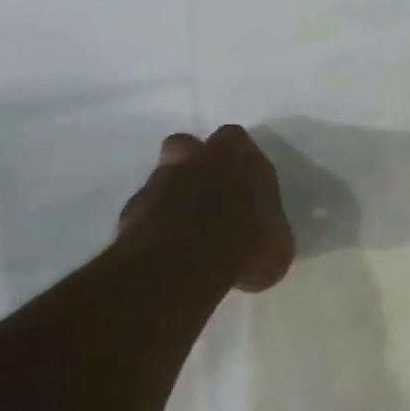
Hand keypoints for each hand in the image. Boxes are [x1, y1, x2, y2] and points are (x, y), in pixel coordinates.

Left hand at [117, 126, 294, 291]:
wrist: (183, 268)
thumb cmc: (245, 250)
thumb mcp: (277, 247)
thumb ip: (266, 226)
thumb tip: (261, 234)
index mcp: (242, 158)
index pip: (238, 142)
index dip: (239, 161)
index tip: (244, 186)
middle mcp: (200, 159)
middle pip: (192, 146)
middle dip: (197, 164)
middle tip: (209, 197)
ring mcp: (161, 180)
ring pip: (165, 173)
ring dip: (173, 191)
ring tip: (184, 225)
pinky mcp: (132, 206)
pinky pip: (145, 207)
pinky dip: (152, 221)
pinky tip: (164, 247)